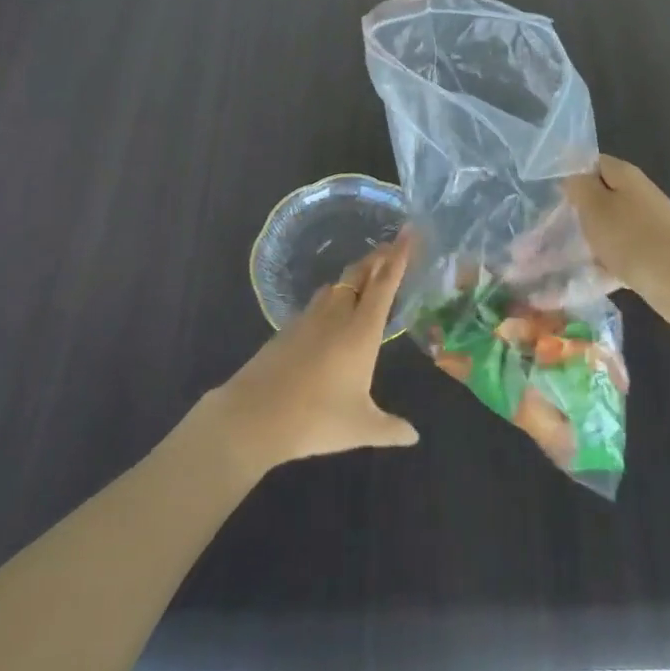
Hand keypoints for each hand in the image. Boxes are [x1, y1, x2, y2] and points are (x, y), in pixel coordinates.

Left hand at [204, 234, 420, 476]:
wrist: (254, 415)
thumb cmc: (316, 418)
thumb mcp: (360, 428)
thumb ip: (390, 429)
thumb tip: (414, 436)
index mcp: (361, 331)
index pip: (384, 284)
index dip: (399, 257)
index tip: (409, 233)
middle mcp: (338, 315)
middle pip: (360, 275)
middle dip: (377, 258)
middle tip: (392, 247)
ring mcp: (309, 318)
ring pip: (336, 285)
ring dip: (354, 275)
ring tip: (365, 274)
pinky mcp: (288, 328)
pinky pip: (318, 301)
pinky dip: (332, 295)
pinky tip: (331, 308)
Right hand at [562, 156, 669, 344]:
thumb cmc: (635, 239)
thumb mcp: (596, 207)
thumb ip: (579, 186)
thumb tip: (570, 176)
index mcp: (624, 176)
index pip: (590, 163)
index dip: (567, 175)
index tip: (544, 195)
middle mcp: (637, 196)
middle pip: (597, 198)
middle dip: (571, 214)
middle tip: (542, 232)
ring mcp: (646, 228)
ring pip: (605, 230)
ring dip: (582, 243)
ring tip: (551, 261)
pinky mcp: (651, 257)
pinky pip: (617, 257)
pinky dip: (599, 267)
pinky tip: (578, 284)